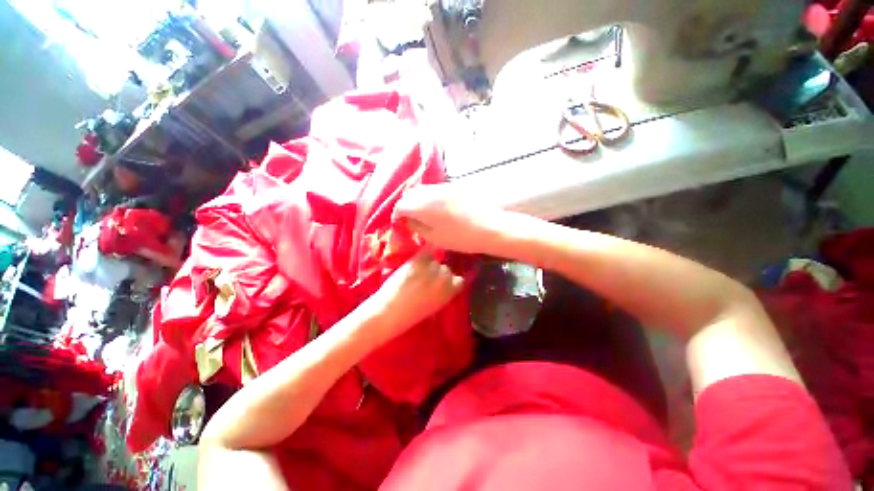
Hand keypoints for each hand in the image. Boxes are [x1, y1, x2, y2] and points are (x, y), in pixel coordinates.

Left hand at [365, 249, 464, 339]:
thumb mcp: (435, 305)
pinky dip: (424, 253)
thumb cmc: (412, 315)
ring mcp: (431, 268)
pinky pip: (427, 250)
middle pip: (446, 269)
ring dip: (429, 264)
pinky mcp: (418, 260)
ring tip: (418, 272)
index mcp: (450, 292)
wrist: (391, 312)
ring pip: (435, 261)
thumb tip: (447, 281)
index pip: (459, 280)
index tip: (444, 282)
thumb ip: (444, 292)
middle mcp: (444, 278)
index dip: (452, 280)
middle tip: (427, 279)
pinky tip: (418, 260)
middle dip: (439, 273)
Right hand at [395, 184, 507, 254]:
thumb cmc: (460, 237)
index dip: (398, 216)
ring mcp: (443, 187)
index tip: (402, 225)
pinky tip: (437, 209)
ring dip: (418, 201)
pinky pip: (434, 190)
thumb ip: (417, 227)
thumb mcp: (434, 238)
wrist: (490, 227)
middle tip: (411, 220)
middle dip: (406, 206)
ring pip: (422, 190)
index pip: (401, 205)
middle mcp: (430, 192)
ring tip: (423, 216)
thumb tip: (408, 221)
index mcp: (422, 205)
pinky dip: (429, 198)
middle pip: (410, 195)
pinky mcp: (454, 187)